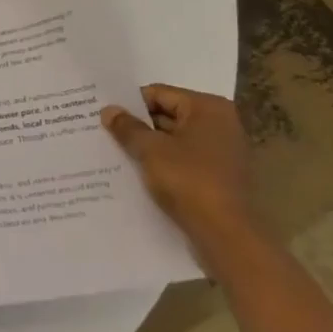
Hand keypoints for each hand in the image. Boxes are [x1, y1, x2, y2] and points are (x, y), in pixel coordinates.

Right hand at [101, 85, 258, 264]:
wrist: (228, 237)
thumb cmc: (190, 182)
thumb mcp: (151, 151)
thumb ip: (128, 127)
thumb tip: (109, 110)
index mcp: (208, 108)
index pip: (159, 94)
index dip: (130, 104)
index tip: (104, 114)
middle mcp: (220, 124)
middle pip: (168, 116)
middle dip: (138, 126)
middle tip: (104, 132)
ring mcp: (222, 152)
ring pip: (174, 141)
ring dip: (149, 147)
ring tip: (115, 153)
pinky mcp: (219, 178)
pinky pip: (184, 162)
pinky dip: (163, 165)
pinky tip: (137, 174)